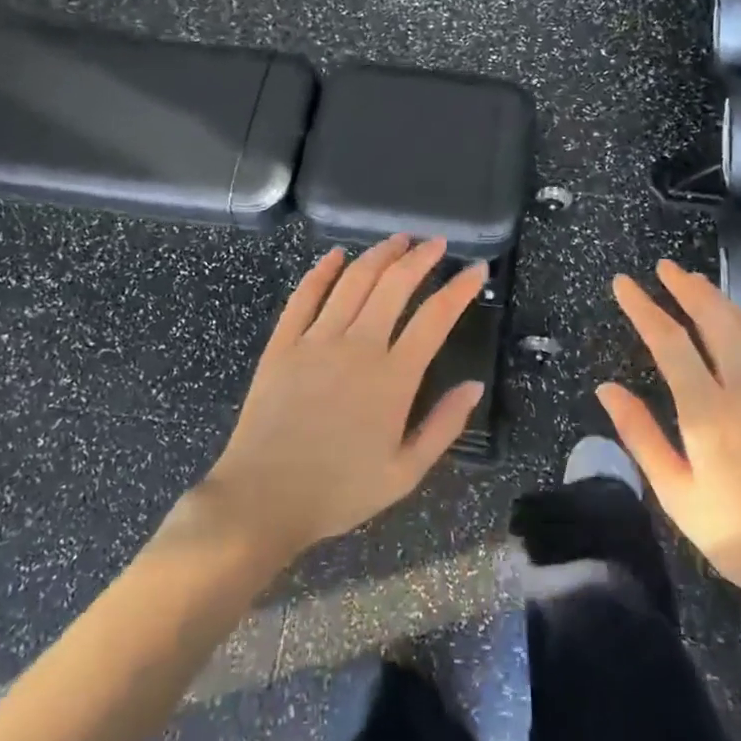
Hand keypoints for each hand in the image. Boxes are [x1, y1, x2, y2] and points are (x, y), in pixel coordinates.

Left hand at [196, 236, 488, 562]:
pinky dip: (321, 271)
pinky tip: (335, 255)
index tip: (477, 270)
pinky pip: (304, 296)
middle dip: (420, 258)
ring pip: (353, 281)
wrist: (263, 499)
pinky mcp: (282, 344)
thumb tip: (474, 385)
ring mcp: (316, 340)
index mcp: (393, 378)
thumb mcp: (405, 473)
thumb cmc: (339, 491)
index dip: (460, 288)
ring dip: (379, 255)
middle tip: (437, 243)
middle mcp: (357, 346)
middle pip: (394, 285)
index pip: (436, 318)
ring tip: (399, 240)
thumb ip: (444, 426)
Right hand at [598, 260, 740, 615]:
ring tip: (697, 285)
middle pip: (715, 318)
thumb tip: (606, 388)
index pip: (669, 341)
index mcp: (709, 411)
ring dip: (720, 300)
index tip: (623, 284)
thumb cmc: (738, 536)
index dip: (643, 307)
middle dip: (686, 287)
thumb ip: (640, 435)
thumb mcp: (676, 494)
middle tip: (663, 268)